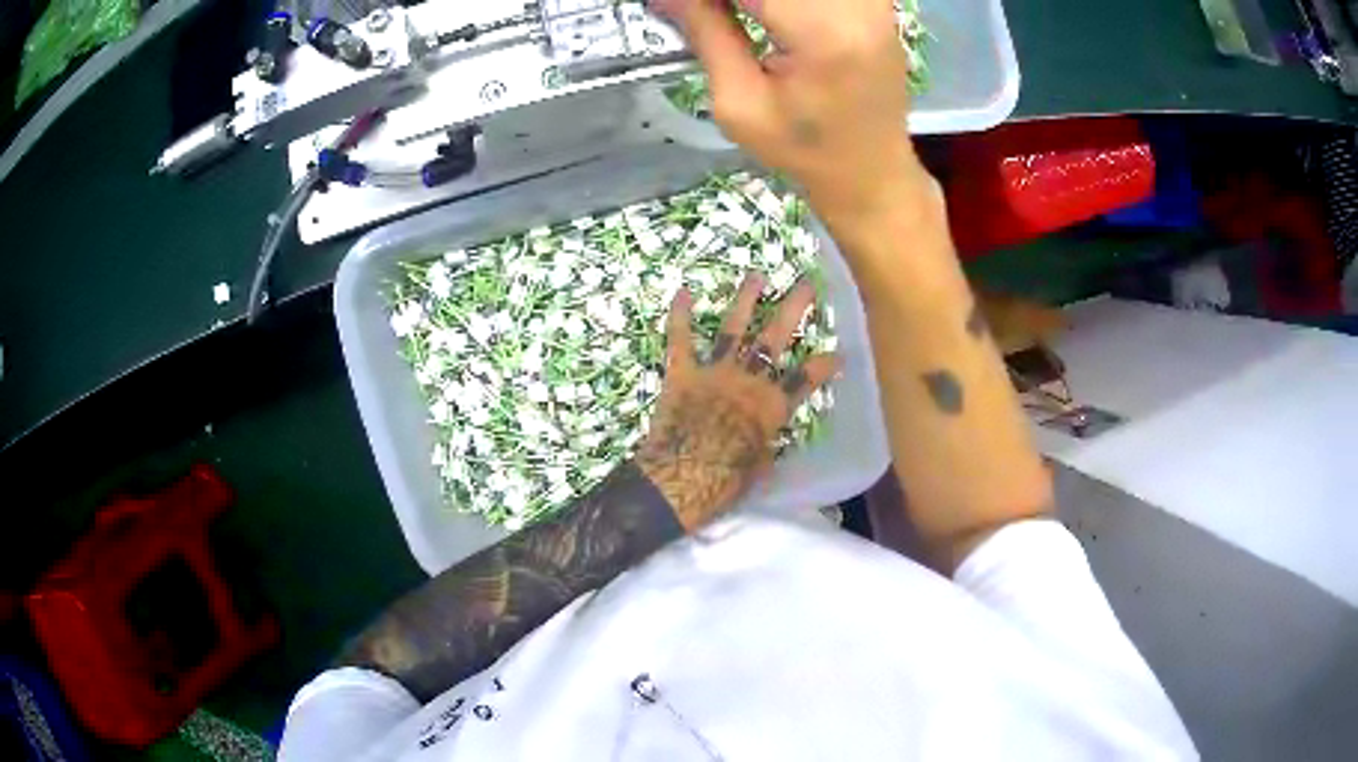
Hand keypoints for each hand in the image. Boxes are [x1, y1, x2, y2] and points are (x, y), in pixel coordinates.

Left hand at [636, 272, 839, 530]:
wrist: (680, 478)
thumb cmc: (725, 482)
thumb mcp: (759, 468)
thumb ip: (765, 443)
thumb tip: (765, 438)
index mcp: (772, 407)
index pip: (805, 380)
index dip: (824, 366)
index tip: (838, 353)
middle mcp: (748, 381)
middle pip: (775, 338)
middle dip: (793, 308)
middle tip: (805, 283)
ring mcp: (714, 372)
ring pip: (733, 329)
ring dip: (746, 300)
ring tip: (756, 276)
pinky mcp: (682, 373)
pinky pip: (680, 340)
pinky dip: (680, 315)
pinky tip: (683, 291)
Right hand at [654, 0, 923, 223]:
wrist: (871, 170)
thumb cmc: (805, 150)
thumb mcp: (739, 103)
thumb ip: (705, 31)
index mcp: (823, 33)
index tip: (677, 6)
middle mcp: (858, 5)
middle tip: (704, 15)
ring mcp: (872, 0)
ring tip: (730, 19)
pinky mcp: (874, 1)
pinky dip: (778, 0)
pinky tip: (762, 14)